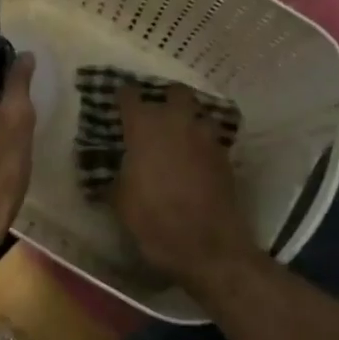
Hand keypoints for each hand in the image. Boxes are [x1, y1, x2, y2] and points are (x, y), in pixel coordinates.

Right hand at [110, 84, 261, 285]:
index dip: (122, 96)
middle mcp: (177, 122)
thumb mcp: (120, 200)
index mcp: (144, 127)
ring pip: (198, 111)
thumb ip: (115, 175)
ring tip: (177, 134)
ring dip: (188, 118)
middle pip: (174, 92)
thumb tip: (112, 167)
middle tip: (153, 113)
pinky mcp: (225, 156)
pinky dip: (202, 141)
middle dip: (164, 97)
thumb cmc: (154, 220)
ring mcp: (206, 137)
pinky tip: (194, 158)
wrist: (208, 247)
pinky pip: (211, 137)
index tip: (117, 101)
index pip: (129, 96)